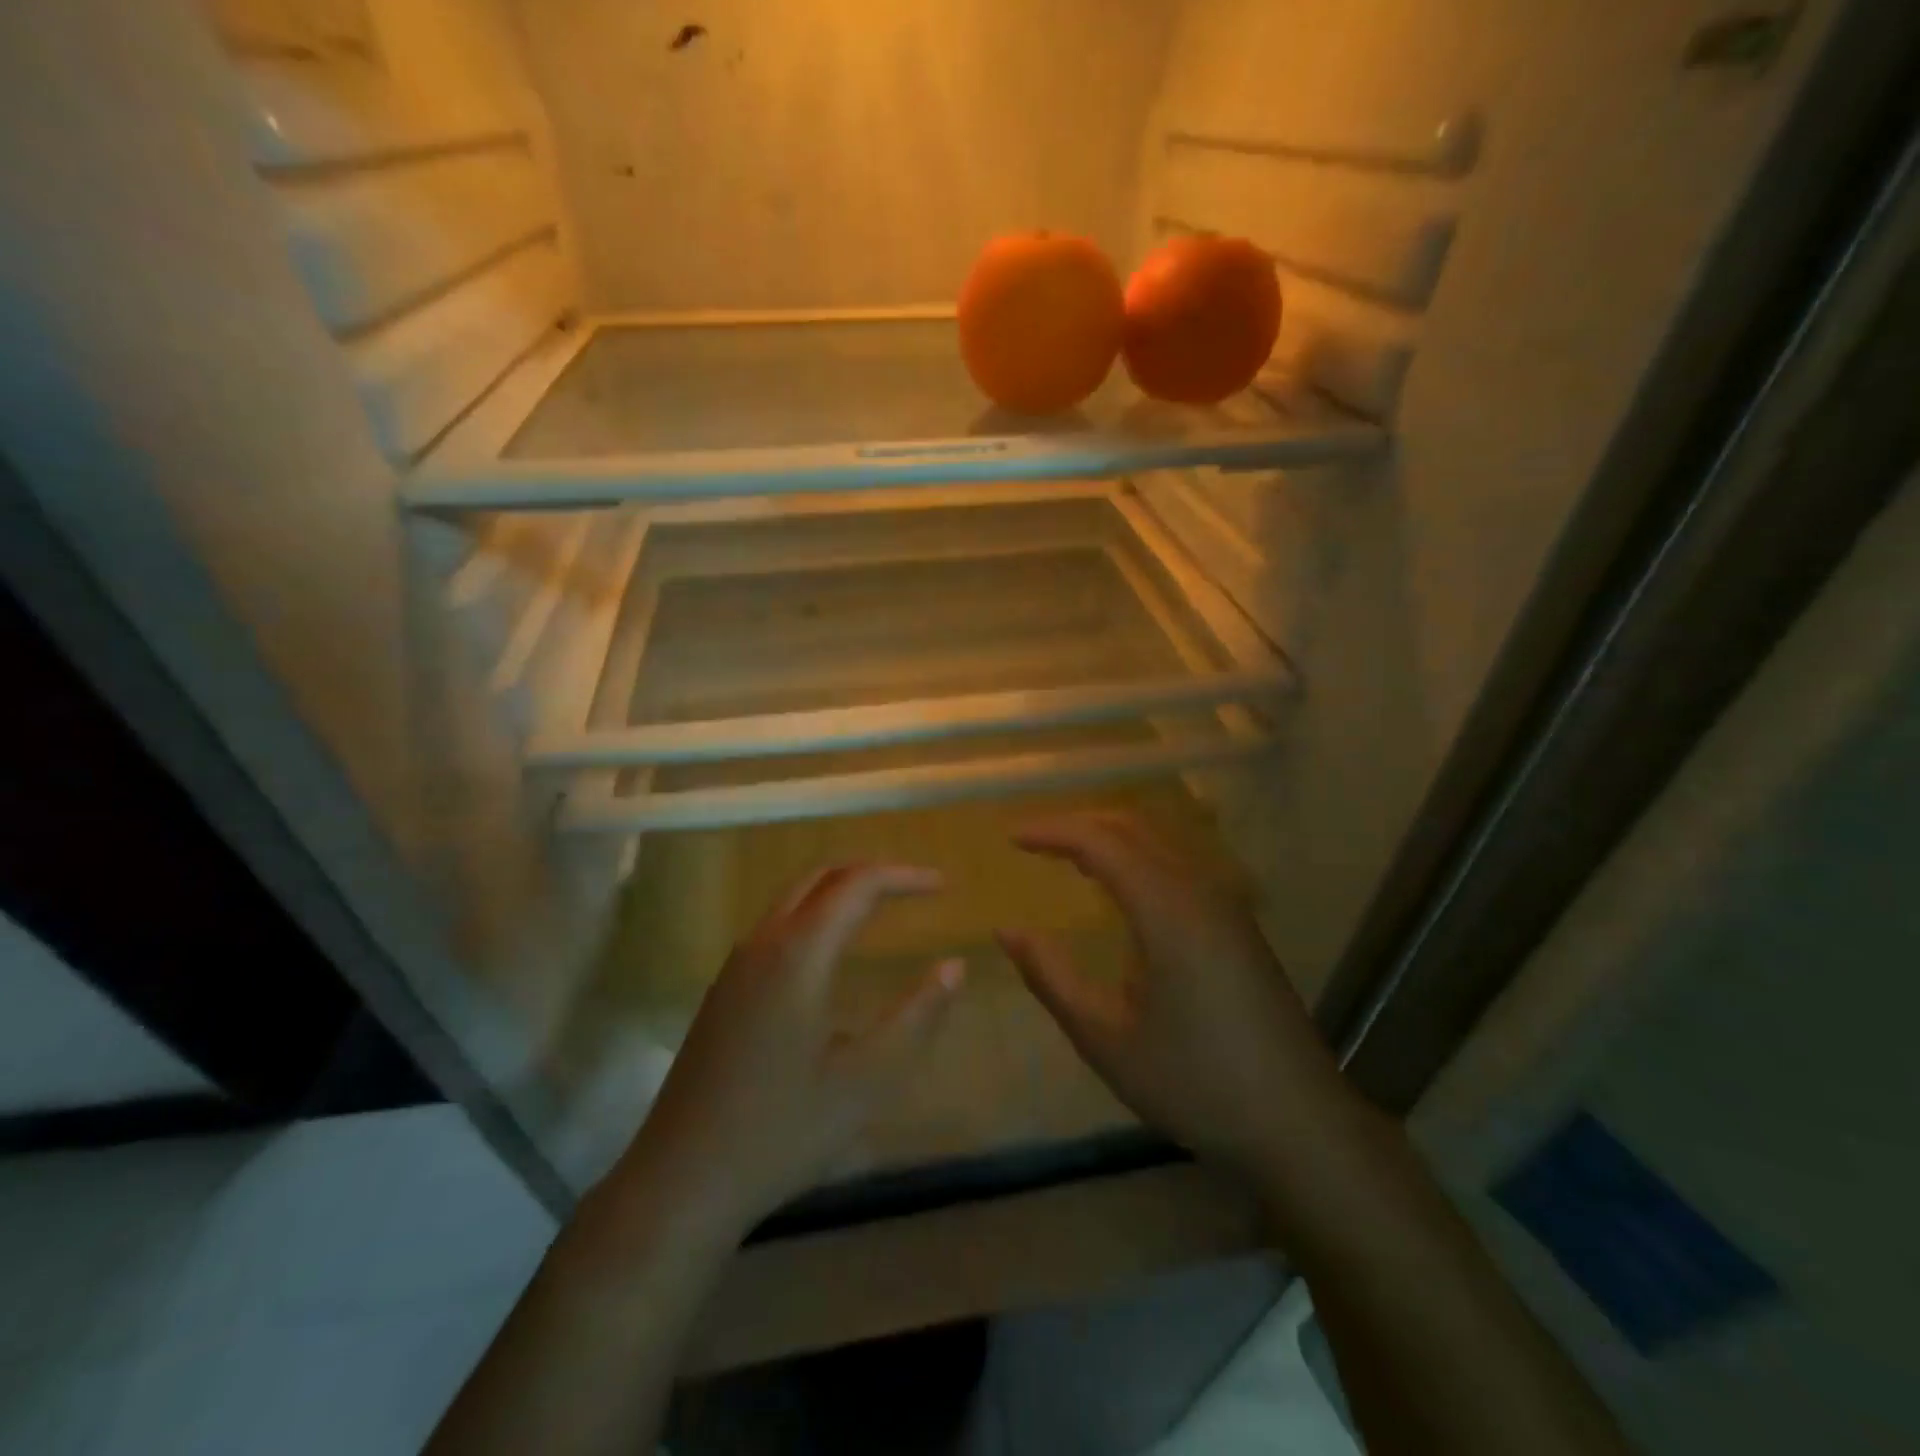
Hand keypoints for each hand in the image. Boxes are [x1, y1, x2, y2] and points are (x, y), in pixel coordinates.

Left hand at [612, 862, 964, 1239]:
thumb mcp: (867, 1079)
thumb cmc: (781, 1131)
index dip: (904, 877)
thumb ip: (917, 1016)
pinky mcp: (723, 991)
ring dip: (839, 889)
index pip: (858, 884)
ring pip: (792, 898)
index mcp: (799, 953)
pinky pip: (775, 926)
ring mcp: (735, 966)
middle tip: (914, 887)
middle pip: (820, 876)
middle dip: (871, 871)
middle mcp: (763, 943)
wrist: (680, 1181)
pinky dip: (815, 914)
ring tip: (881, 908)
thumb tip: (954, 967)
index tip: (943, 886)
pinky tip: (831, 954)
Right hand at [997, 813, 1354, 1183]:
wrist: (1299, 1124)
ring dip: (1110, 838)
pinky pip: (1178, 865)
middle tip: (1034, 840)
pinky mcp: (1238, 925)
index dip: (1053, 832)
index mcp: (1168, 911)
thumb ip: (1051, 977)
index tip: (1012, 837)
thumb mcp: (1106, 1039)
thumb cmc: (1195, 1084)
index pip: (1101, 842)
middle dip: (1079, 824)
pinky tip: (1121, 891)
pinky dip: (1137, 858)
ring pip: (1160, 842)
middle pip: (1133, 827)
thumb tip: (1007, 931)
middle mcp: (1200, 891)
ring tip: (1067, 857)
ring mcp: (1226, 906)